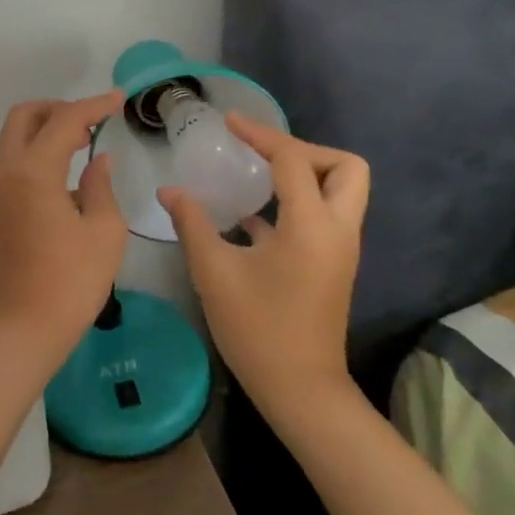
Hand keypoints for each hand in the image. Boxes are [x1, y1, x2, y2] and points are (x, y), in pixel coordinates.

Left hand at [0, 93, 128, 359]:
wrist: (23, 329)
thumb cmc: (70, 282)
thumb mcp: (103, 232)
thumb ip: (101, 186)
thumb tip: (99, 160)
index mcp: (33, 172)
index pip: (64, 120)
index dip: (94, 105)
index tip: (119, 99)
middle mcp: (8, 171)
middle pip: (25, 116)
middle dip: (58, 109)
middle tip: (92, 120)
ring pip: (15, 137)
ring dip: (46, 129)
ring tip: (84, 141)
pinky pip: (15, 161)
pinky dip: (39, 152)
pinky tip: (68, 173)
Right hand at [159, 114, 369, 422]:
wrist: (301, 392)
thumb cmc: (258, 330)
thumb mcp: (215, 272)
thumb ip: (192, 223)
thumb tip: (170, 190)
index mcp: (312, 225)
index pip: (292, 159)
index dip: (260, 134)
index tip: (229, 122)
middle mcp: (338, 229)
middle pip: (345, 166)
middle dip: (304, 150)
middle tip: (261, 155)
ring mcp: (340, 249)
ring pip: (342, 190)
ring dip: (305, 174)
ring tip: (257, 174)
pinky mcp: (333, 264)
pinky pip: (325, 215)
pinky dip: (297, 202)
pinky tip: (251, 215)